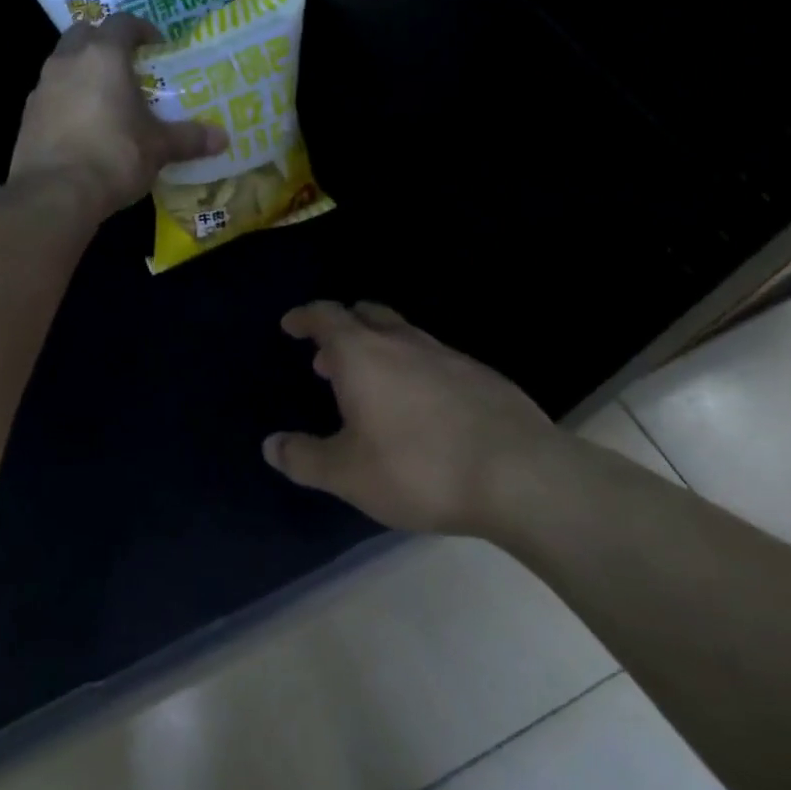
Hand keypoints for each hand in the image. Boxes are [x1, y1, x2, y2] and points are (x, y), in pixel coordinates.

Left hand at [11, 14, 227, 218]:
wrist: (55, 194)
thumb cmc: (114, 157)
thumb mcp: (159, 148)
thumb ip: (189, 138)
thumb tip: (223, 138)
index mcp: (103, 56)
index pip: (122, 23)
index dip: (142, 29)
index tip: (157, 46)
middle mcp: (67, 61)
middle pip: (85, 34)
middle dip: (105, 43)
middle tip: (128, 67)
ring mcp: (42, 88)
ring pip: (63, 63)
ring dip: (83, 72)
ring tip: (107, 99)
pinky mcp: (27, 116)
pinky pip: (51, 95)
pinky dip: (67, 100)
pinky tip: (83, 127)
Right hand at [264, 301, 582, 534]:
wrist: (519, 475)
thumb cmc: (418, 468)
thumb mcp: (347, 474)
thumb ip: (304, 458)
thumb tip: (271, 445)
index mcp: (362, 355)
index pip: (326, 316)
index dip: (305, 317)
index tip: (291, 325)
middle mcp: (402, 343)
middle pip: (366, 314)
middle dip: (342, 327)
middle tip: (328, 357)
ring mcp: (447, 355)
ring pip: (403, 334)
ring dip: (378, 348)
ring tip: (371, 384)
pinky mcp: (482, 375)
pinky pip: (435, 358)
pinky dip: (415, 369)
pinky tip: (422, 406)